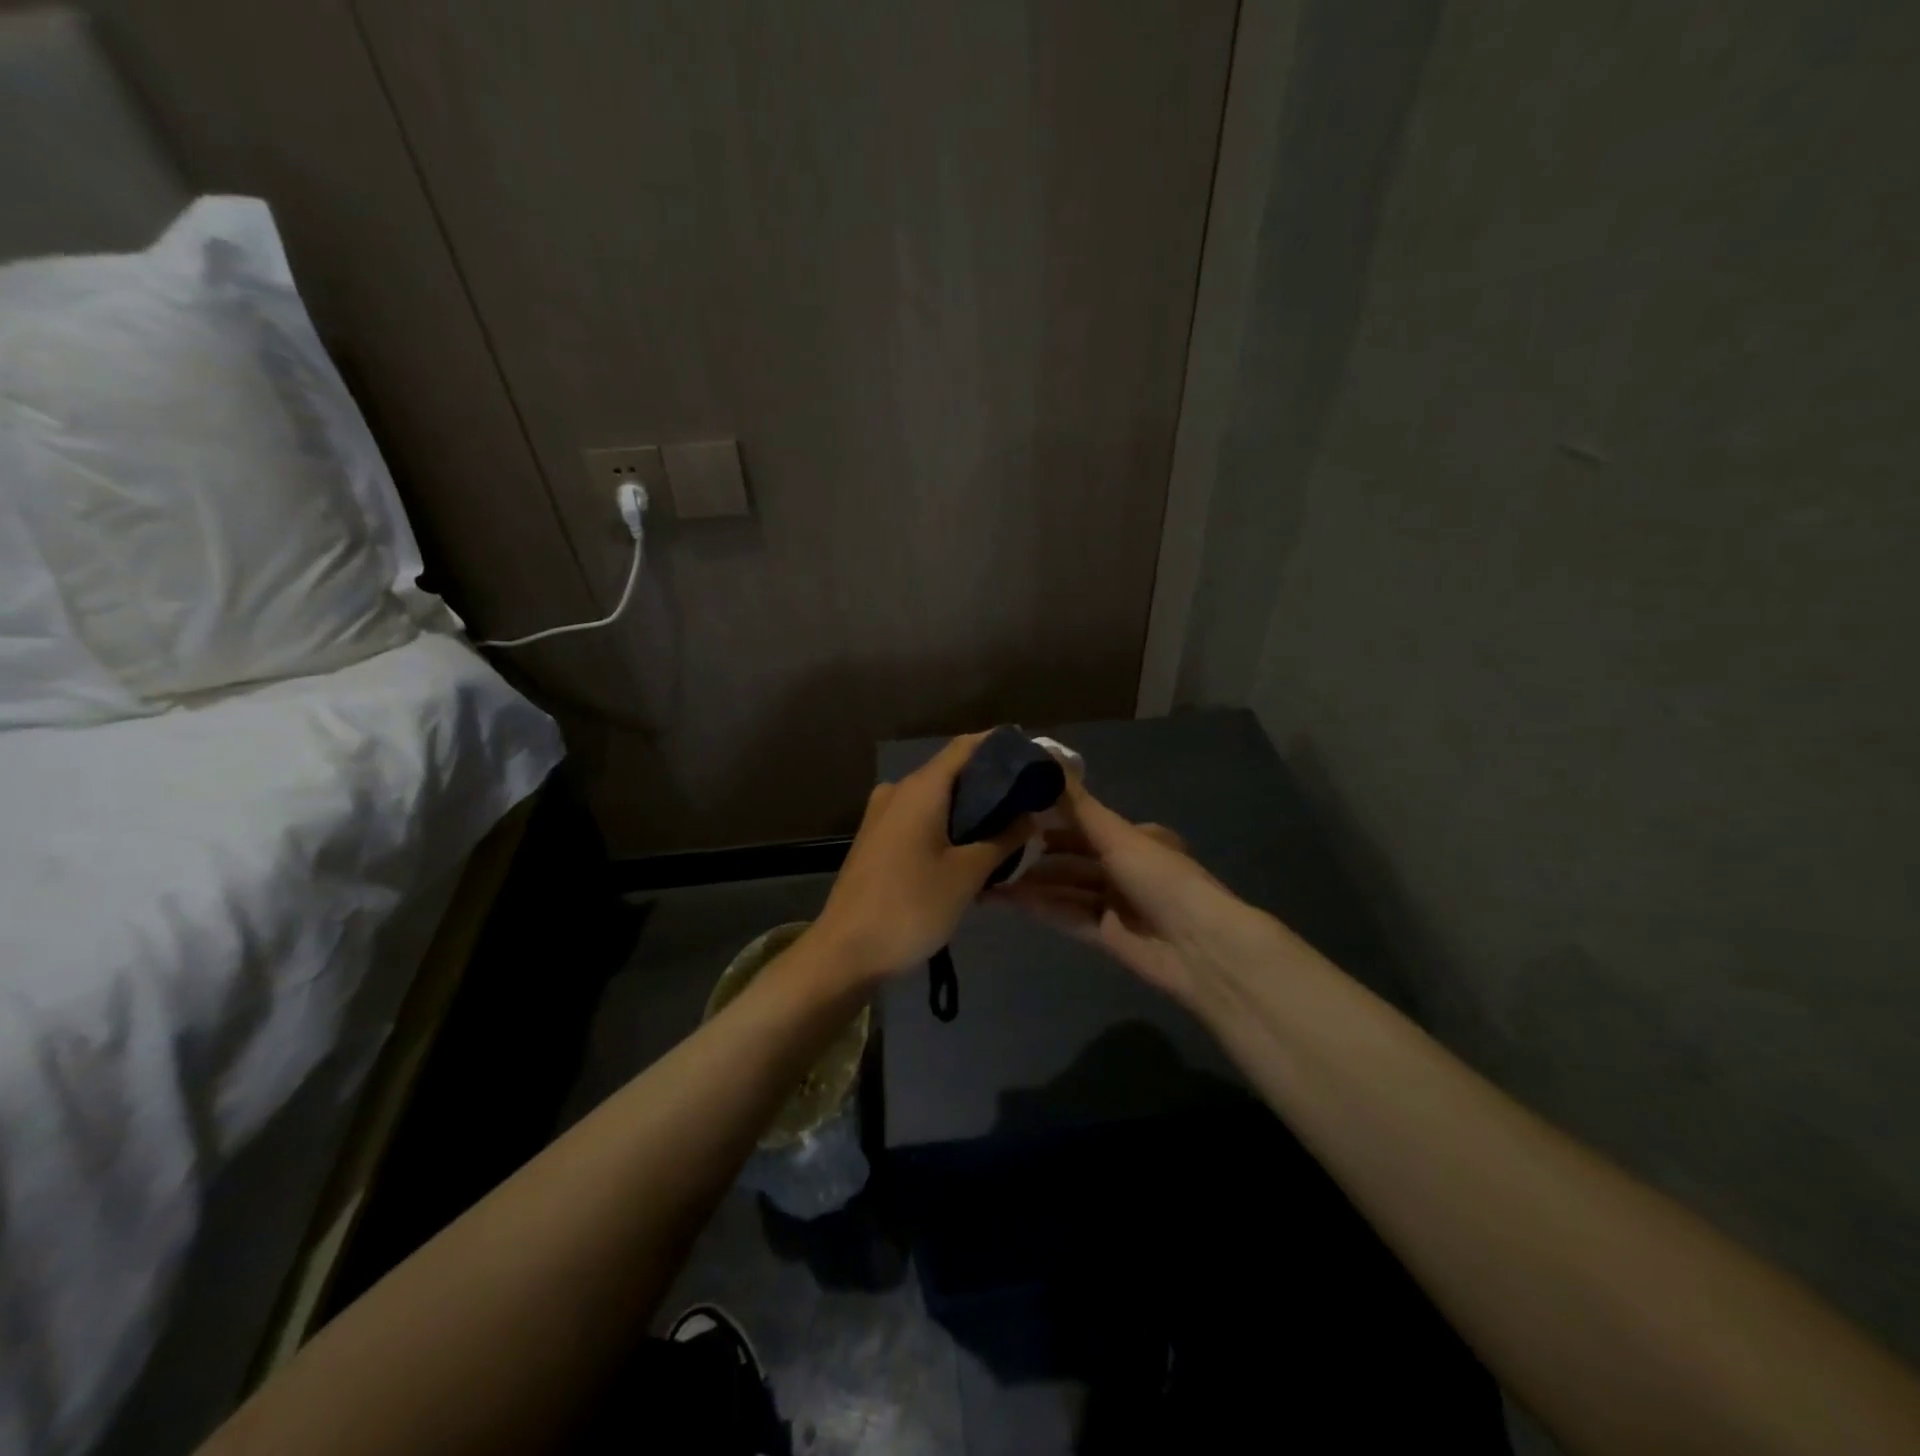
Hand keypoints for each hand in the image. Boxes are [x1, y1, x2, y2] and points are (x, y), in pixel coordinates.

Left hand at [810, 732, 1035, 983]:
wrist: (844, 953)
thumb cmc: (910, 907)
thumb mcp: (967, 874)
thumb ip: (1003, 839)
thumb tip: (1030, 814)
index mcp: (920, 789)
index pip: (966, 747)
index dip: (1001, 745)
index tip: (1035, 757)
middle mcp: (898, 791)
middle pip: (952, 771)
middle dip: (991, 782)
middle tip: (1031, 798)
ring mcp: (883, 816)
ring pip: (936, 798)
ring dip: (971, 808)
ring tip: (1010, 825)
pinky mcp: (877, 840)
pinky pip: (920, 818)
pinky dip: (949, 825)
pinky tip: (973, 848)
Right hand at [985, 778, 1272, 1004]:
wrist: (1200, 948)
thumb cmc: (1161, 878)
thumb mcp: (1118, 836)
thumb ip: (1077, 805)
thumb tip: (1046, 754)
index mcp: (1135, 838)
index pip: (1084, 823)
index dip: (1048, 817)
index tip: (1010, 810)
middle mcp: (1124, 867)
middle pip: (1071, 857)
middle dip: (1034, 852)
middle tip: (990, 844)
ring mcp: (1114, 903)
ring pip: (1064, 887)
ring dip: (1030, 882)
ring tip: (987, 873)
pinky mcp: (1105, 935)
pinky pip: (1066, 915)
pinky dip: (1039, 906)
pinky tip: (1005, 898)